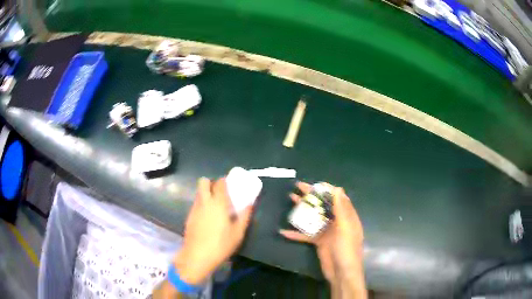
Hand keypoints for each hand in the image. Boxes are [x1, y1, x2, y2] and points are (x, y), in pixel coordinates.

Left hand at [173, 177, 252, 284]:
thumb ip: (245, 216)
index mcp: (218, 203)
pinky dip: (202, 205)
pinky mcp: (189, 216)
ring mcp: (194, 209)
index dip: (225, 181)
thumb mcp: (238, 232)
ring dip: (206, 194)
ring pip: (198, 193)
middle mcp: (204, 202)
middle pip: (203, 182)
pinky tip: (207, 218)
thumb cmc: (221, 244)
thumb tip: (250, 204)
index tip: (230, 185)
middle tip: (220, 193)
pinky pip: (196, 204)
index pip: (219, 182)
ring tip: (215, 206)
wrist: (197, 256)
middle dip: (211, 183)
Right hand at [280, 182, 365, 296]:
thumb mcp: (346, 228)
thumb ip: (341, 209)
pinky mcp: (318, 242)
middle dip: (311, 196)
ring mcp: (327, 232)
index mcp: (346, 216)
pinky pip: (306, 234)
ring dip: (303, 209)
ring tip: (291, 198)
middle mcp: (337, 221)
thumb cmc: (347, 249)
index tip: (313, 183)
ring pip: (313, 217)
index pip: (337, 197)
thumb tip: (338, 188)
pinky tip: (283, 231)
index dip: (326, 189)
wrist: (341, 273)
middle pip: (323, 205)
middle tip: (297, 187)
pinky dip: (296, 233)